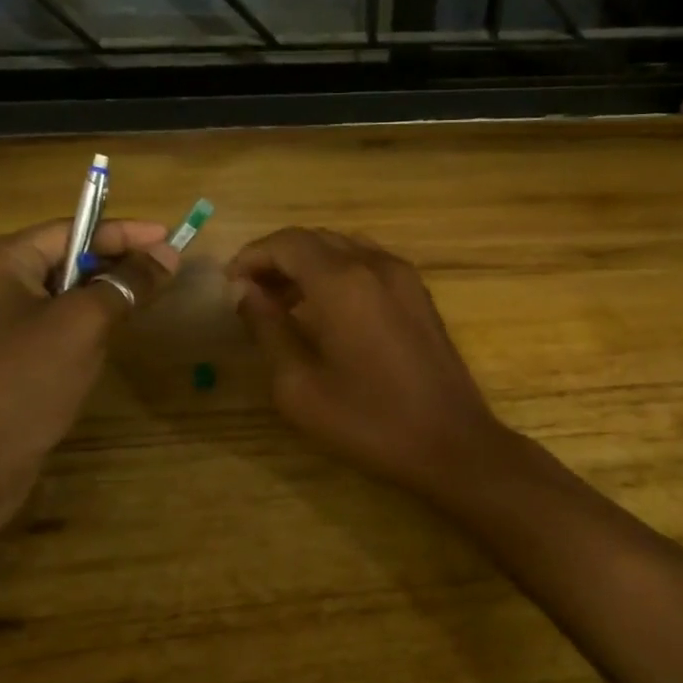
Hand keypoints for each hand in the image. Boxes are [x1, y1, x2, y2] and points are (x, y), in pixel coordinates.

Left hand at [0, 218, 177, 532]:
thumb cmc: (22, 382)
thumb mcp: (82, 325)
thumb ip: (126, 284)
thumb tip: (167, 254)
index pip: (71, 230)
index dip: (125, 233)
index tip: (170, 238)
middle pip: (64, 260)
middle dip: (115, 265)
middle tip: (164, 273)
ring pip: (58, 296)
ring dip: (100, 298)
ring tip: (143, 303)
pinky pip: (47, 328)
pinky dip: (81, 327)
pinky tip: (106, 342)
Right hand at [228, 228, 509, 498]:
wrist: (452, 443)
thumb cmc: (369, 421)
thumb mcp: (300, 385)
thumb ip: (267, 329)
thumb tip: (243, 291)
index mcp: (342, 282)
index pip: (287, 243)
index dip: (252, 257)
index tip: (230, 285)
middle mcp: (375, 264)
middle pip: (316, 239)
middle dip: (278, 259)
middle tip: (252, 295)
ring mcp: (404, 276)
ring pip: (344, 247)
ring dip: (309, 264)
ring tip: (284, 302)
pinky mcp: (420, 294)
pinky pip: (370, 264)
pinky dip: (340, 272)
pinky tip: (328, 310)